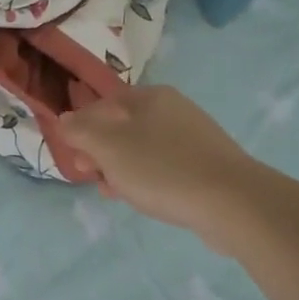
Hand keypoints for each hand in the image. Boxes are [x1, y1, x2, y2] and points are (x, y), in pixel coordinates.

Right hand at [59, 85, 255, 236]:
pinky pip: (165, 166)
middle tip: (92, 176)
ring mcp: (193, 137)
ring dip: (121, 169)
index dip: (81, 128)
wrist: (233, 203)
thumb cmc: (161, 168)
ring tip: (114, 193)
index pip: (102, 104)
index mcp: (149, 96)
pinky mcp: (207, 165)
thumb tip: (65, 119)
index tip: (75, 157)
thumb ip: (80, 130)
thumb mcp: (107, 147)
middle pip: (122, 126)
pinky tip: (144, 199)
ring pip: (142, 149)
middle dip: (101, 152)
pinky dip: (148, 179)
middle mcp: (173, 108)